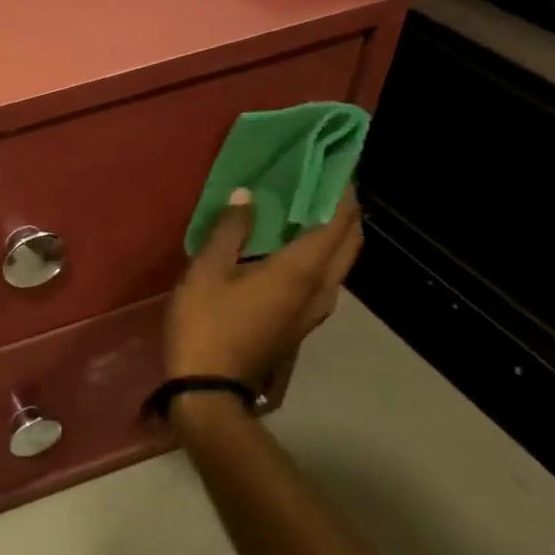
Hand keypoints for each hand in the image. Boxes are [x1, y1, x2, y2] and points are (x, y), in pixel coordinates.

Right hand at [165, 187, 362, 387]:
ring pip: (339, 265)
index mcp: (300, 272)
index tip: (336, 165)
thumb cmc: (205, 325)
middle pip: (349, 244)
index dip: (342, 192)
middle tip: (325, 184)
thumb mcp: (206, 272)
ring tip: (309, 211)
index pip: (337, 222)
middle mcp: (319, 290)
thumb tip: (246, 196)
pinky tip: (291, 249)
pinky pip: (323, 279)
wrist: (208, 389)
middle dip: (345, 212)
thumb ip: (228, 231)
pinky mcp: (299, 324)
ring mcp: (313, 312)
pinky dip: (319, 255)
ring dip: (333, 235)